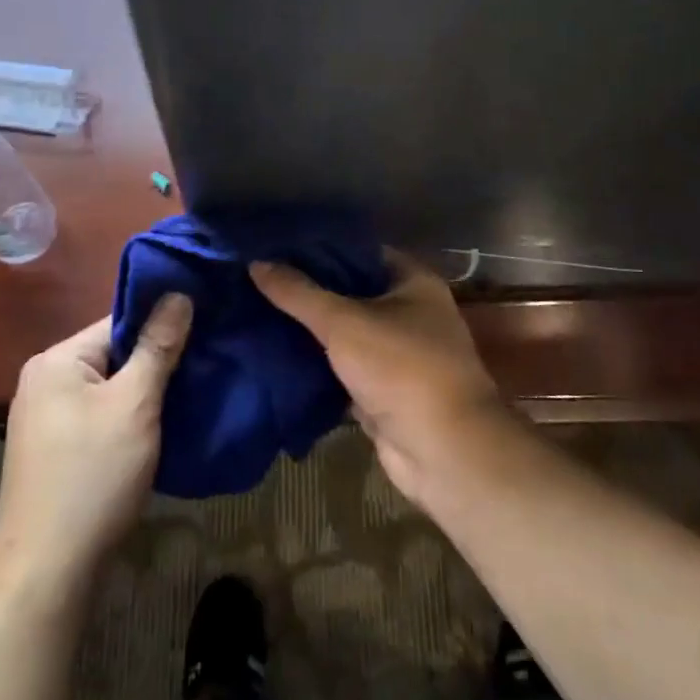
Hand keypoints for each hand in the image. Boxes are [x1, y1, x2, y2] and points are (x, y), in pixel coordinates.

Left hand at [0, 294, 191, 583]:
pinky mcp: (53, 450)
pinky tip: (158, 430)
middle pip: (113, 355)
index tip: (204, 334)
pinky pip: (98, 416)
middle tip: (204, 369)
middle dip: (155, 364)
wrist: (46, 570)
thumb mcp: (135, 404)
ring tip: (189, 397)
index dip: (162, 327)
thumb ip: (158, 347)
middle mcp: (44, 380)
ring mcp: (45, 418)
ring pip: (108, 389)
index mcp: (56, 359)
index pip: (118, 322)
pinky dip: (127, 419)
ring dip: (144, 395)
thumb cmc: (92, 476)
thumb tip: (179, 293)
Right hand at [250, 252, 505, 501]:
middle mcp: (410, 311)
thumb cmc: (401, 369)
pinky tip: (276, 354)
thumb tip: (257, 262)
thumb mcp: (343, 322)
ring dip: (310, 330)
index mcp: (412, 281)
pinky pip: (343, 368)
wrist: (443, 451)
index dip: (319, 249)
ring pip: (345, 333)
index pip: (358, 252)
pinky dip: (316, 365)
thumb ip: (299, 293)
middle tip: (259, 281)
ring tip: (258, 312)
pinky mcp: (384, 390)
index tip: (276, 248)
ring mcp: (398, 353)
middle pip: (350, 292)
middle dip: (308, 291)